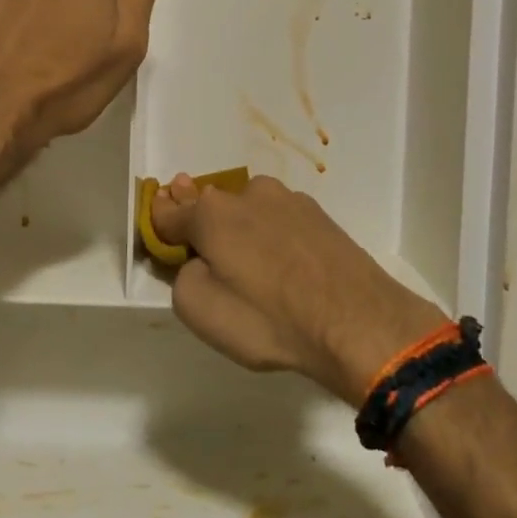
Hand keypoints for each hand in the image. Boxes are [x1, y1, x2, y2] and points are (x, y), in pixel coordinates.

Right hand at [149, 175, 448, 404]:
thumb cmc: (269, 319)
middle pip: (211, 205)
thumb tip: (197, 260)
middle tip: (204, 247)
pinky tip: (285, 265)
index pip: (170, 211)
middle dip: (201, 221)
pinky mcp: (320, 216)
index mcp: (211, 214)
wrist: (358, 322)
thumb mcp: (200, 310)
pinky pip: (280, 222)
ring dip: (241, 228)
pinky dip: (273, 236)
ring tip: (253, 266)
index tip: (159, 230)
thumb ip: (181, 276)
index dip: (159, 222)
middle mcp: (248, 194)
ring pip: (249, 210)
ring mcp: (289, 201)